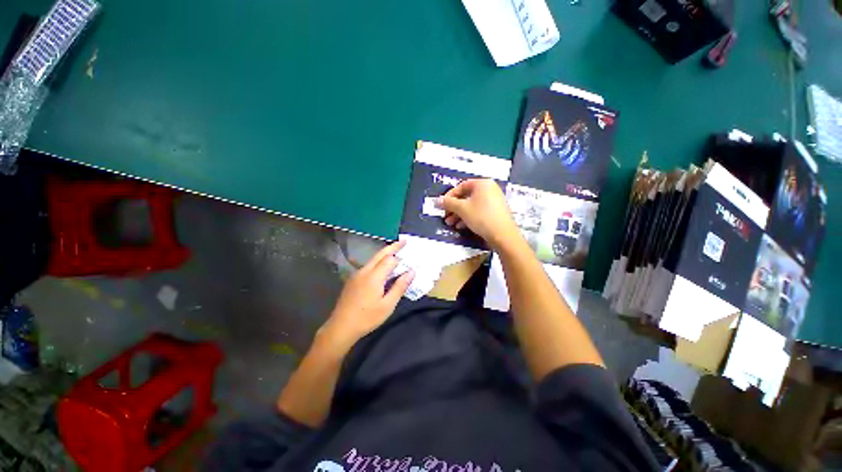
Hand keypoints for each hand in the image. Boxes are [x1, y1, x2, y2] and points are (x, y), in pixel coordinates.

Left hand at [320, 241, 413, 349]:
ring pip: (373, 259)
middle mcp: (364, 271)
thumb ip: (399, 287)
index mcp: (374, 276)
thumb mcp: (387, 305)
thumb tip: (411, 272)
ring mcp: (357, 274)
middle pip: (380, 254)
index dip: (400, 258)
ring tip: (395, 253)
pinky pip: (368, 266)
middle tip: (403, 241)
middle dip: (392, 247)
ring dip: (385, 254)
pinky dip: (378, 262)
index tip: (410, 256)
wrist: (341, 327)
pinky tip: (382, 268)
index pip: (390, 260)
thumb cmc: (367, 318)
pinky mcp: (353, 279)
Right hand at [437, 179, 519, 249]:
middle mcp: (490, 189)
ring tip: (451, 224)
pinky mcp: (496, 212)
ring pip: (472, 205)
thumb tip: (437, 200)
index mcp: (482, 184)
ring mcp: (494, 201)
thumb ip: (448, 203)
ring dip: (459, 214)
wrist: (503, 235)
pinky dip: (469, 217)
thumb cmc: (481, 217)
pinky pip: (479, 211)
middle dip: (454, 208)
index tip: (442, 205)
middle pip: (466, 196)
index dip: (449, 196)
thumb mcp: (462, 209)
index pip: (461, 186)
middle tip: (446, 217)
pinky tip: (461, 226)